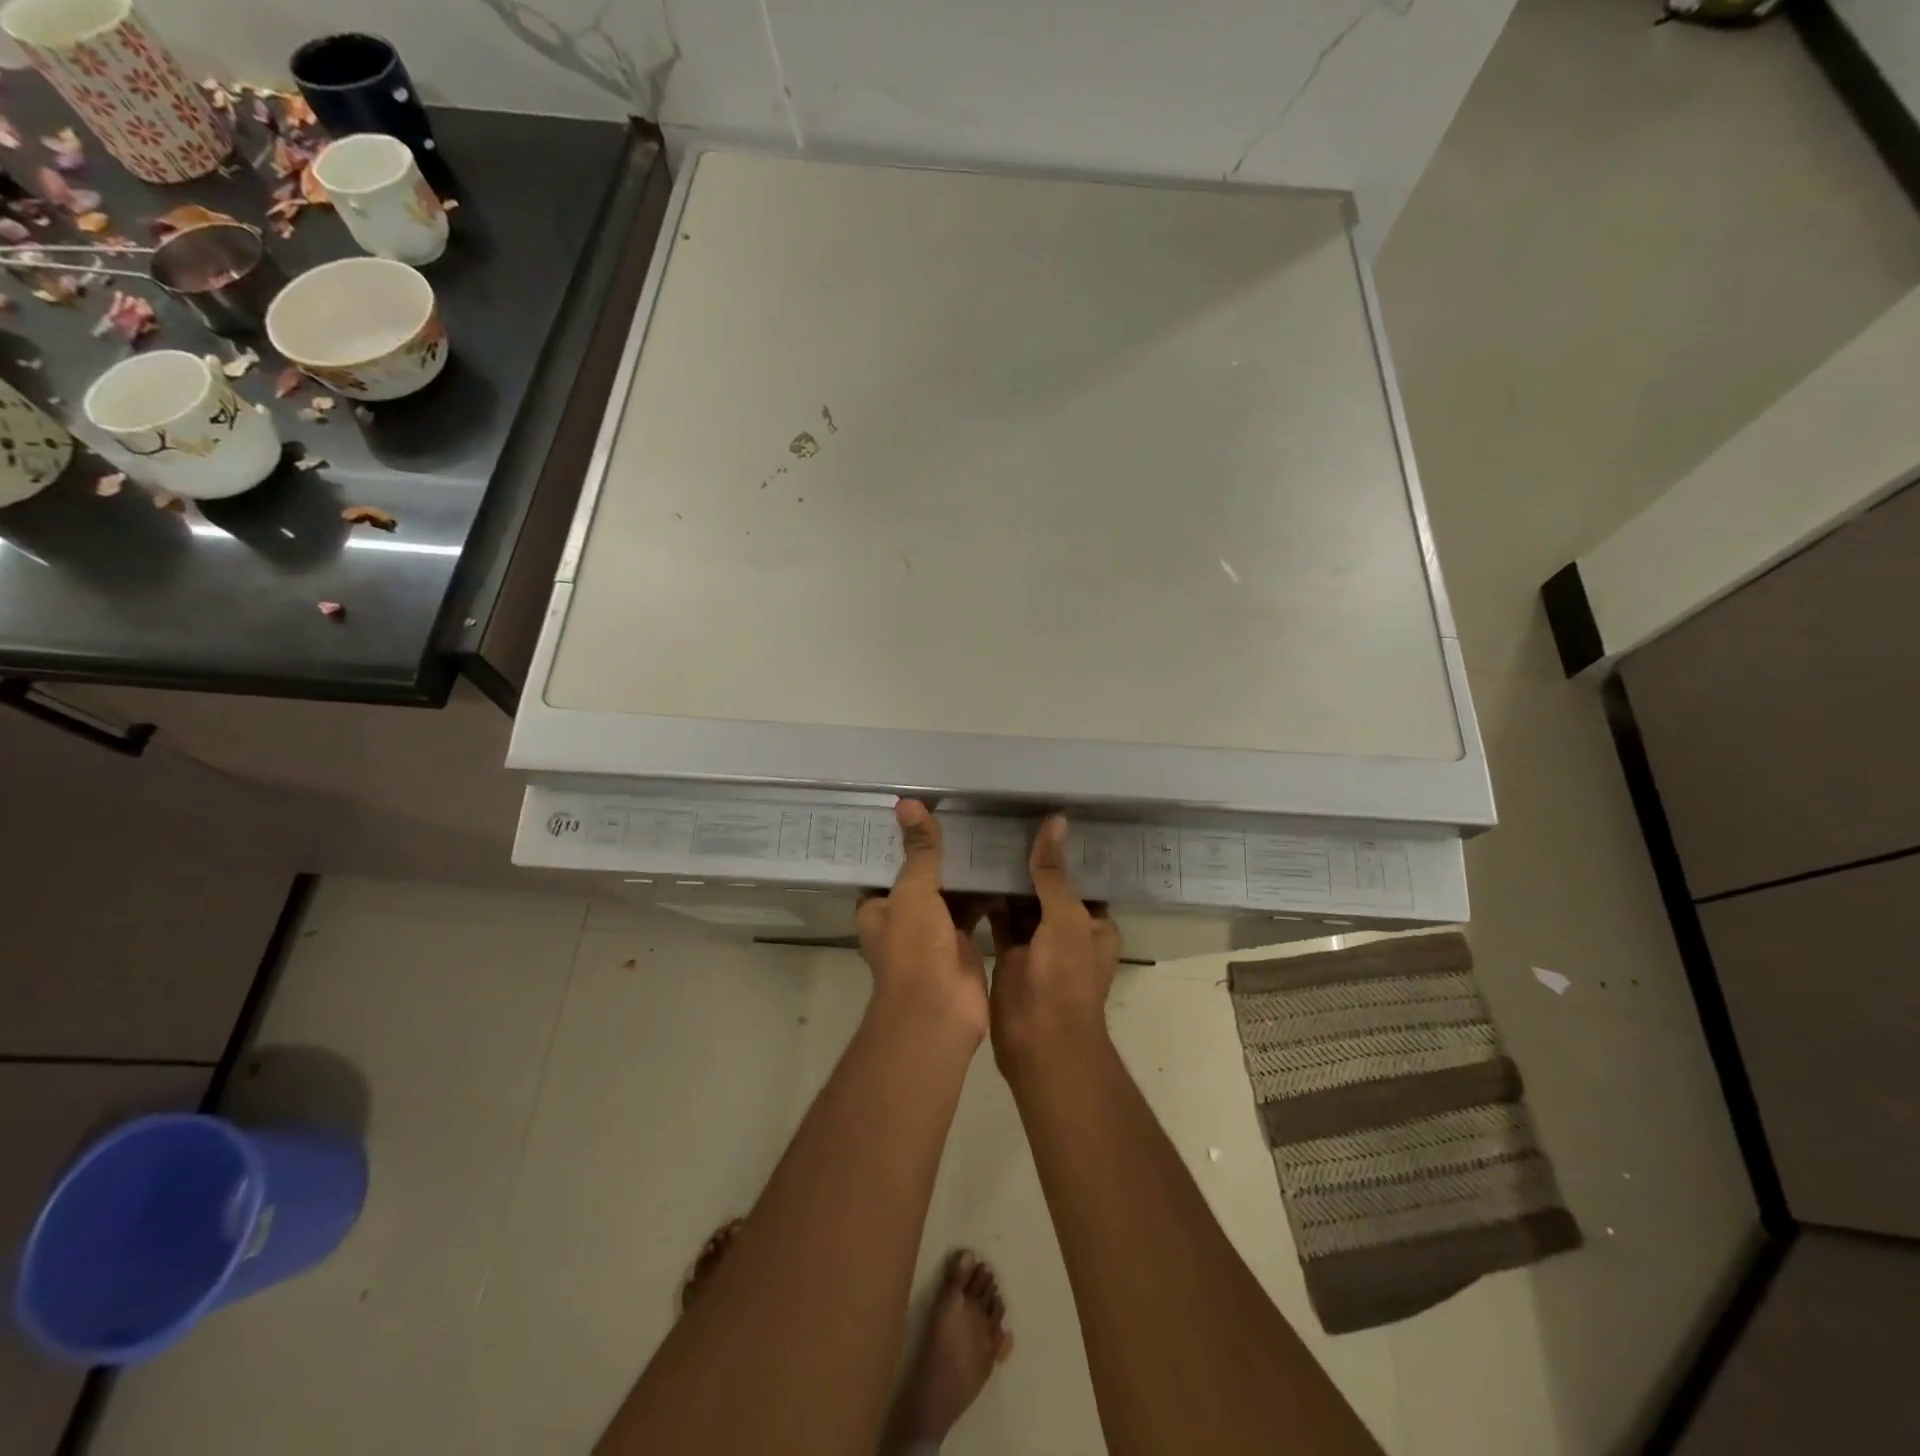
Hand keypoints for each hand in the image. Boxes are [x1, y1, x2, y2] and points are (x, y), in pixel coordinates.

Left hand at [854, 801, 989, 1043]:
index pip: (887, 866)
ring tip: (987, 833)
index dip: (901, 842)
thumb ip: (919, 851)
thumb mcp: (913, 892)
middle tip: (965, 815)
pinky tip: (1005, 868)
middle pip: (922, 878)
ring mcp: (934, 934)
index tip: (921, 810)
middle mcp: (903, 920)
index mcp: (878, 908)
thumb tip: (908, 803)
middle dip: (940, 855)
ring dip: (965, 874)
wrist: (940, 1013)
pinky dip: (987, 895)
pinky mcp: (963, 946)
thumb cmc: (915, 950)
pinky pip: (975, 912)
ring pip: (950, 895)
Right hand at [989, 815, 1121, 1074]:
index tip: (1039, 816)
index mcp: (1093, 923)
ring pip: (1023, 902)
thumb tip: (1055, 822)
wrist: (1039, 1044)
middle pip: (1048, 887)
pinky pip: (1001, 919)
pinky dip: (989, 900)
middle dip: (1030, 861)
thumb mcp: (1065, 918)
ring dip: (1008, 879)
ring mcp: (1038, 944)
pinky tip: (971, 873)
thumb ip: (1054, 872)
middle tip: (1002, 820)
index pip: (1079, 877)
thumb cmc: (1064, 979)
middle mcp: (1068, 930)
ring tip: (983, 837)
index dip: (1062, 851)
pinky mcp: (1010, 955)